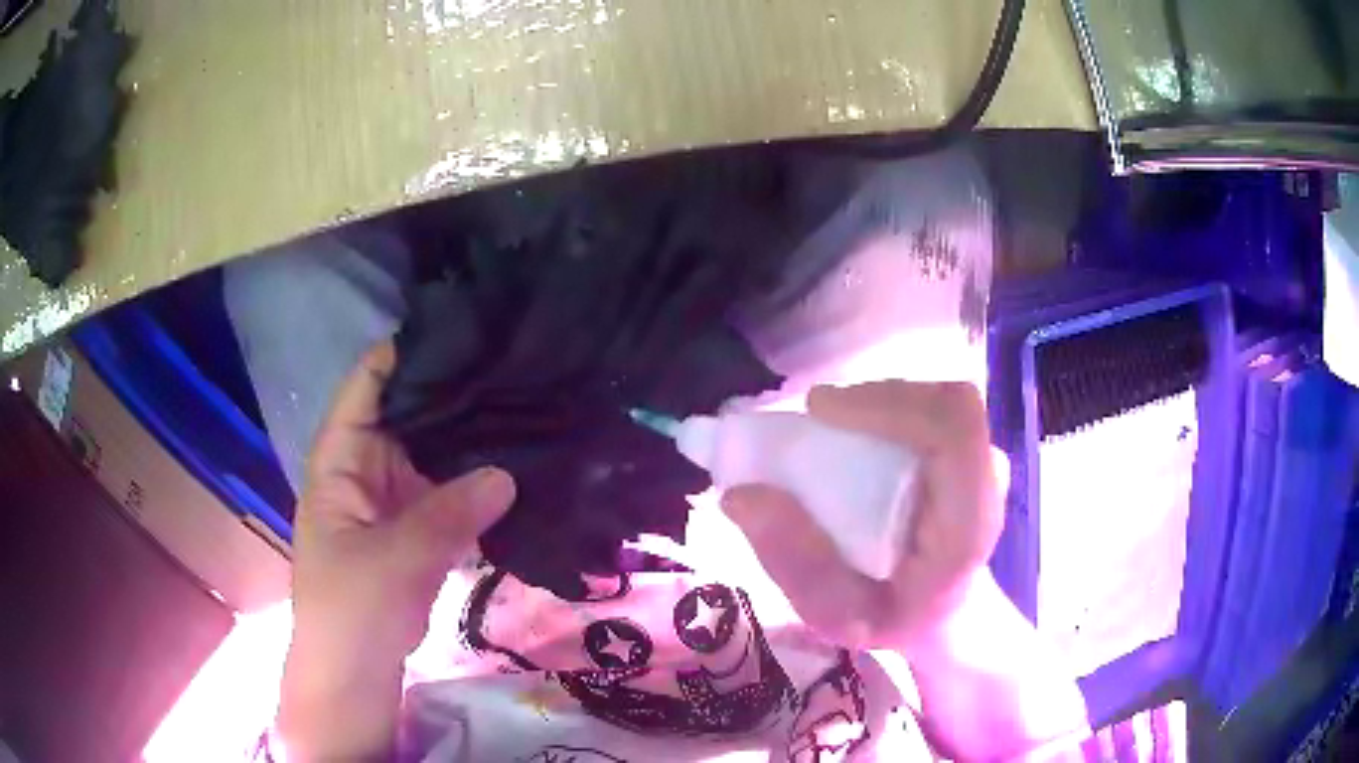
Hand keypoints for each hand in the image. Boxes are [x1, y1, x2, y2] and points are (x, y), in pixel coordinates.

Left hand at [279, 340, 514, 758]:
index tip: (465, 333)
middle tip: (514, 373)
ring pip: (434, 453)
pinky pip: (450, 492)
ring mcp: (395, 496)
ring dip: (470, 440)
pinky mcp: (418, 526)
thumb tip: (507, 473)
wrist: (356, 670)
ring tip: (525, 409)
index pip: (370, 383)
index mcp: (341, 457)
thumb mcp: (395, 558)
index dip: (408, 353)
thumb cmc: (352, 608)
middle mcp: (367, 465)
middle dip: (454, 396)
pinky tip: (517, 466)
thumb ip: (448, 515)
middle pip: (409, 413)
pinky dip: (477, 483)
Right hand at [721, 381, 1002, 652]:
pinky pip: (930, 408)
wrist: (945, 616)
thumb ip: (794, 563)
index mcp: (968, 525)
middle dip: (875, 399)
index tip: (820, 410)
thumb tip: (741, 495)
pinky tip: (854, 432)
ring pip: (936, 399)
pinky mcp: (967, 450)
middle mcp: (987, 482)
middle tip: (816, 418)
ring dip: (878, 403)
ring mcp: (982, 460)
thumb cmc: (894, 619)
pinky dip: (886, 409)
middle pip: (944, 404)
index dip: (889, 404)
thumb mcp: (835, 615)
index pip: (953, 429)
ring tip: (830, 426)